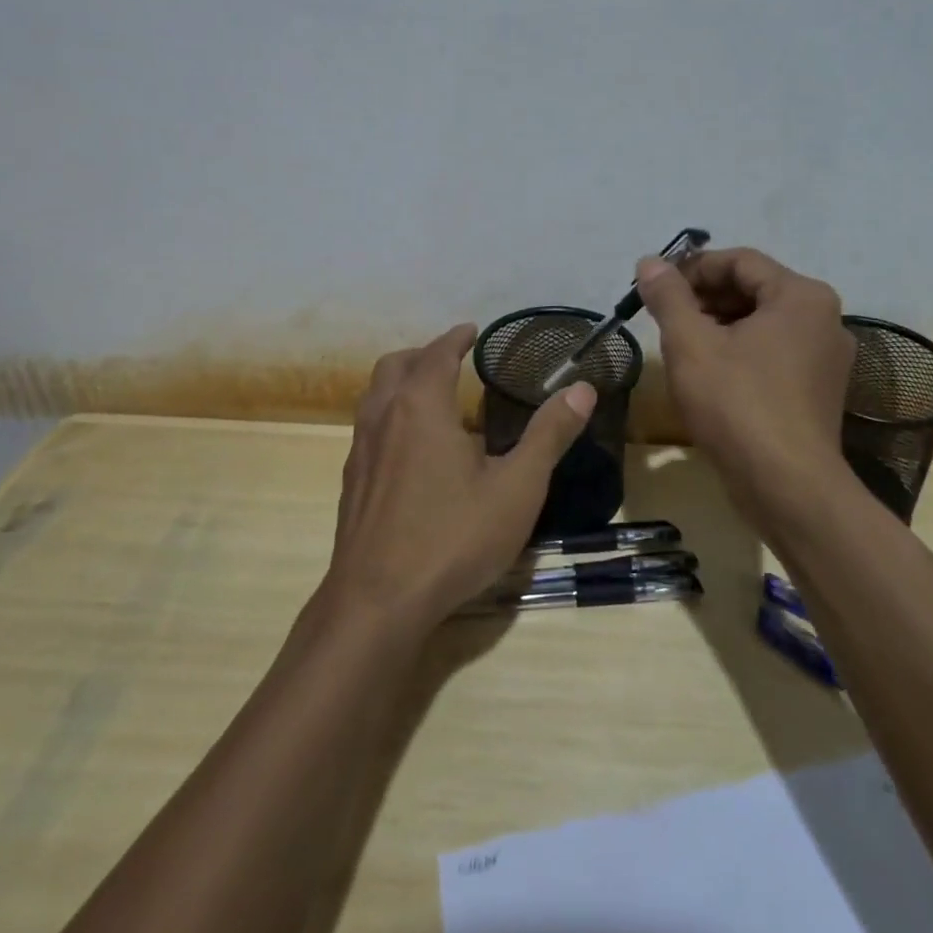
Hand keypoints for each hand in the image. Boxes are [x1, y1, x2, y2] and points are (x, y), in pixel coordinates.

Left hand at [323, 323, 596, 634]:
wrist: (377, 603)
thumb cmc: (452, 537)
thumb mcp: (517, 487)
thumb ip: (549, 435)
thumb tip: (582, 388)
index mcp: (421, 407)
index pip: (436, 354)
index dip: (455, 338)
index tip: (471, 329)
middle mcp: (384, 418)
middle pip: (395, 366)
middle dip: (423, 354)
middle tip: (451, 358)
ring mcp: (360, 452)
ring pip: (374, 397)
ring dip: (401, 383)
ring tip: (431, 396)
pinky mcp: (351, 485)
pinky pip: (368, 429)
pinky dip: (390, 416)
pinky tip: (411, 451)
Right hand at [635, 248, 855, 498]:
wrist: (787, 487)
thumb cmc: (737, 404)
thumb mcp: (691, 344)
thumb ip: (669, 297)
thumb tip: (650, 262)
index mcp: (801, 296)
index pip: (739, 260)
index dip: (693, 268)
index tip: (657, 287)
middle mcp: (824, 318)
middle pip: (754, 289)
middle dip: (704, 298)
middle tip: (664, 317)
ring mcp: (826, 357)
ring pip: (763, 323)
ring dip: (719, 324)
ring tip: (681, 345)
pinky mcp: (819, 389)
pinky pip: (774, 352)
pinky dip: (740, 351)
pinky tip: (709, 373)